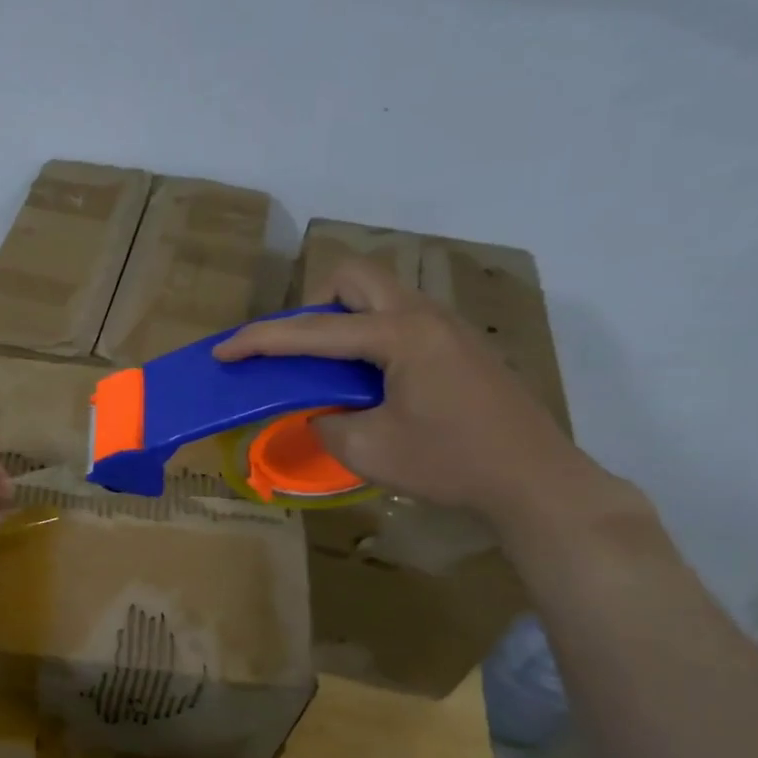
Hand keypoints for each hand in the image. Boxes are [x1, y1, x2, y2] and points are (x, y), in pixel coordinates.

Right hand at [213, 258, 605, 526]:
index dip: (260, 340)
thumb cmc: (449, 464)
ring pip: (381, 295)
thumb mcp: (366, 450)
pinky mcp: (460, 346)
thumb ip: (325, 422)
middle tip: (300, 350)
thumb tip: (321, 412)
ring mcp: (447, 328)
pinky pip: (400, 319)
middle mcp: (423, 316)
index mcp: (399, 335)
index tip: (223, 351)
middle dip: (313, 304)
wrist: (534, 481)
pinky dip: (370, 336)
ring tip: (331, 370)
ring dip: (343, 320)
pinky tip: (372, 382)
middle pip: (355, 277)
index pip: (312, 330)